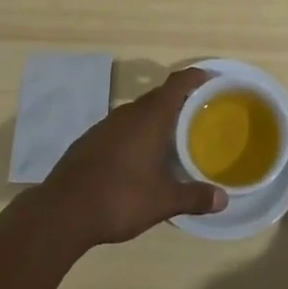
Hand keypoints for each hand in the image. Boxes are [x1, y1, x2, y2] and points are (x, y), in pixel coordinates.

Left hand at [38, 67, 225, 249]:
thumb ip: (194, 197)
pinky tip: (139, 157)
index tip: (210, 79)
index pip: (177, 84)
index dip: (194, 77)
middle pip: (158, 96)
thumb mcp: (163, 202)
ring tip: (172, 137)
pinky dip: (136, 133)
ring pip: (138, 113)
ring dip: (155, 119)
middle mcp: (128, 113)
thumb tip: (224, 199)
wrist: (63, 210)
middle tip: (198, 114)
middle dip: (178, 101)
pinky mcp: (90, 139)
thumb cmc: (120, 198)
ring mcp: (106, 125)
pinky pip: (121, 127)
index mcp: (150, 118)